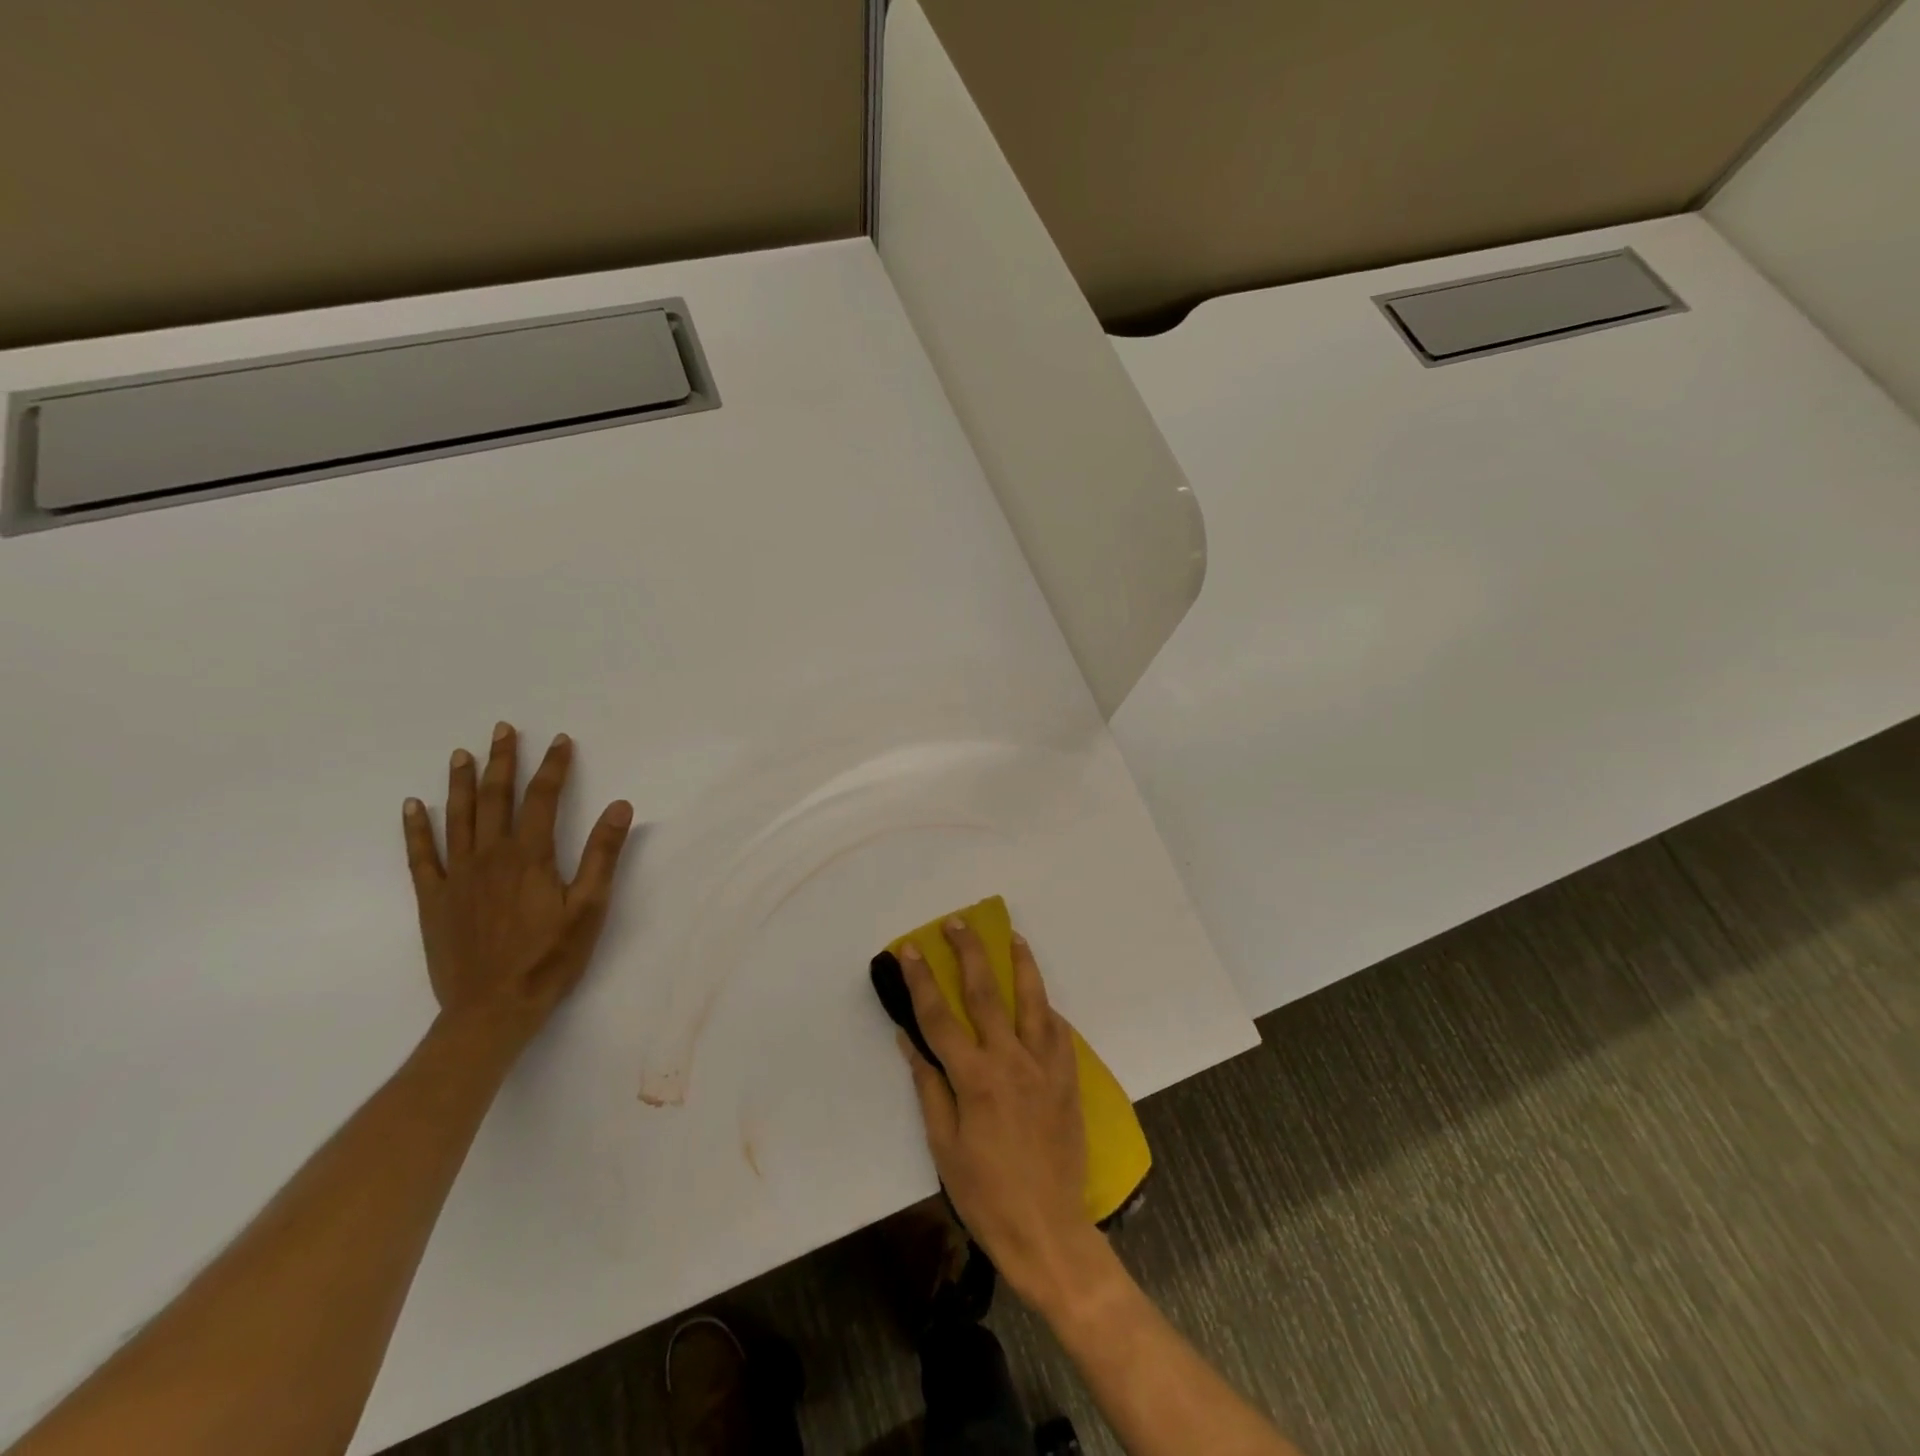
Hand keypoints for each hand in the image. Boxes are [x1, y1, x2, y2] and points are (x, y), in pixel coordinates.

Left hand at [402, 722, 634, 1051]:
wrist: (491, 1010)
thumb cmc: (550, 959)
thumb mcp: (589, 908)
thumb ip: (602, 854)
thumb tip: (620, 806)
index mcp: (529, 857)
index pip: (542, 799)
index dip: (553, 767)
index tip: (560, 740)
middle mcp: (489, 857)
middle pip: (496, 799)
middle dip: (502, 761)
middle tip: (501, 729)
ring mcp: (456, 877)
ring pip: (458, 818)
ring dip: (461, 783)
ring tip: (462, 754)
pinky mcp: (434, 900)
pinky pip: (420, 856)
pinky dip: (416, 828)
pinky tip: (414, 805)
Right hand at [897, 916, 1113, 1314]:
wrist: (1049, 1230)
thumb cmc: (985, 1194)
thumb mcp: (943, 1146)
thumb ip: (929, 1086)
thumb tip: (909, 1041)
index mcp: (975, 1078)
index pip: (940, 1017)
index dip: (922, 981)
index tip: (912, 949)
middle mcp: (1012, 1060)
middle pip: (987, 993)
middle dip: (969, 953)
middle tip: (958, 923)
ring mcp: (1046, 1066)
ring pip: (1033, 1000)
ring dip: (1021, 963)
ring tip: (1012, 935)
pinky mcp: (1068, 1078)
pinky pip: (1058, 1031)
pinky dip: (1046, 1008)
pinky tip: (1041, 998)